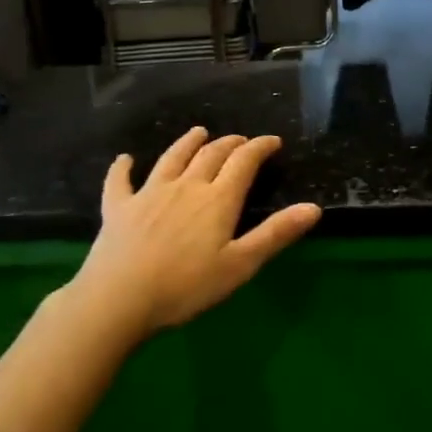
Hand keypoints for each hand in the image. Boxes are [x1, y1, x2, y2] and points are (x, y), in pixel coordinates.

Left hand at [73, 127, 321, 335]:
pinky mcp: (118, 207)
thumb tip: (313, 207)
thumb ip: (276, 234)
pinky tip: (125, 159)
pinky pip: (120, 180)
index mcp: (217, 199)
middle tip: (240, 141)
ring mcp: (149, 193)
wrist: (118, 300)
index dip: (260, 147)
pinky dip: (123, 167)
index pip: (244, 162)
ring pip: (172, 158)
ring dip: (187, 143)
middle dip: (229, 144)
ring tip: (198, 132)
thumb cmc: (186, 287)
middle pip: (210, 154)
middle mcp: (186, 186)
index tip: (273, 141)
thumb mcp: (240, 265)